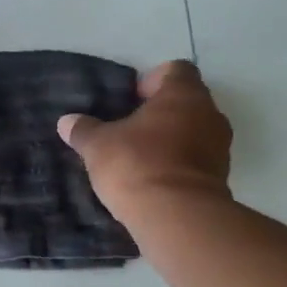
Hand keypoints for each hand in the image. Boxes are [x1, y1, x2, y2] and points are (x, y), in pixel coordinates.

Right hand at [57, 60, 232, 218]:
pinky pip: (198, 161)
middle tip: (130, 129)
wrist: (178, 217)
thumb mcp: (98, 146)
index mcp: (183, 94)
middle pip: (187, 101)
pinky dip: (180, 165)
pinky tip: (154, 181)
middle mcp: (210, 113)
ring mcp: (220, 147)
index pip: (176, 70)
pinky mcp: (221, 178)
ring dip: (172, 140)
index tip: (132, 99)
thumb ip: (83, 130)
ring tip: (141, 158)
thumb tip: (66, 121)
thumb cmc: (138, 165)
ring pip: (195, 132)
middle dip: (161, 112)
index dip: (152, 80)